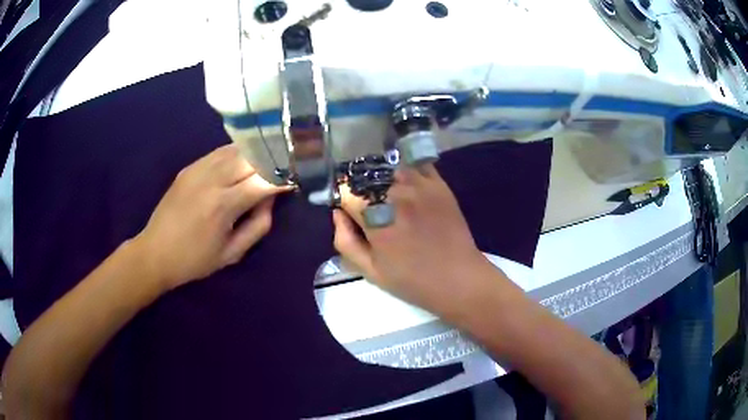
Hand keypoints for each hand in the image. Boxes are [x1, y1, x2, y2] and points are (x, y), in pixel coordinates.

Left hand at [133, 144, 289, 290]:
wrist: (155, 252)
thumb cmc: (195, 260)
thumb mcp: (232, 253)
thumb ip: (258, 225)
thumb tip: (271, 198)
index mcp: (223, 205)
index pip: (263, 181)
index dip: (284, 177)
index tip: (297, 177)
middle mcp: (212, 180)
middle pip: (252, 158)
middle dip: (273, 159)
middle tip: (287, 164)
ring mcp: (198, 170)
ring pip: (236, 149)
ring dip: (256, 153)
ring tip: (269, 158)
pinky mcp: (189, 167)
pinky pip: (219, 152)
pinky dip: (236, 153)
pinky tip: (243, 159)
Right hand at [333, 164, 496, 317]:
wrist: (458, 278)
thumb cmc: (412, 280)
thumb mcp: (370, 271)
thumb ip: (345, 241)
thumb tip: (337, 213)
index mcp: (375, 217)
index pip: (347, 191)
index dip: (344, 201)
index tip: (350, 212)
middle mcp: (396, 194)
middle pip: (367, 175)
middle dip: (362, 188)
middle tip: (370, 206)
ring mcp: (420, 184)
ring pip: (389, 166)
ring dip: (382, 176)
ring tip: (387, 193)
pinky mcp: (439, 183)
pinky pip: (415, 164)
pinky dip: (405, 169)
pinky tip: (406, 184)